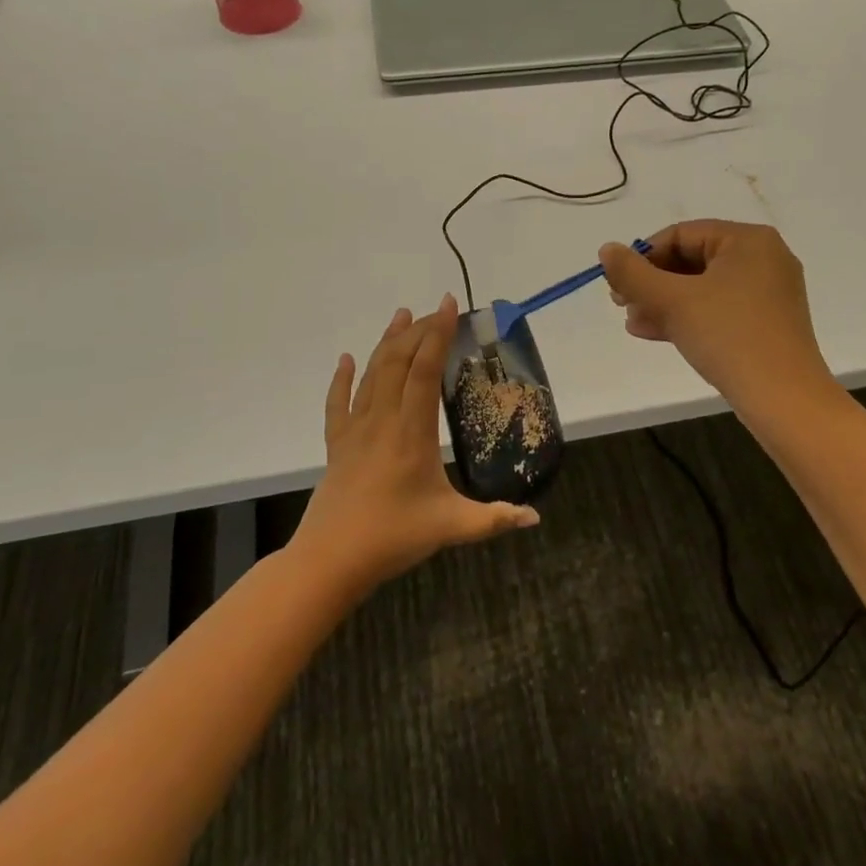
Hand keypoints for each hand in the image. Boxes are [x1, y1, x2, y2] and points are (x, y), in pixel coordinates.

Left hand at [292, 295, 539, 592]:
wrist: (330, 560)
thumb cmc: (392, 538)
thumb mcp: (451, 527)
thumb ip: (494, 519)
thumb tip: (534, 518)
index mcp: (411, 432)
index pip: (424, 371)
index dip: (437, 335)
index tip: (449, 305)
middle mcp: (382, 421)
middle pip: (397, 362)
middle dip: (417, 331)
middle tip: (436, 311)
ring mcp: (355, 430)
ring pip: (370, 374)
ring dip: (386, 342)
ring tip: (401, 315)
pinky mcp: (337, 445)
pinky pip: (337, 403)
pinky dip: (341, 378)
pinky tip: (346, 360)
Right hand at [600, 221, 833, 408]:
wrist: (784, 399)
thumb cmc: (729, 337)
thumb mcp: (673, 301)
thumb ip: (633, 273)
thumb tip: (606, 249)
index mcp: (748, 240)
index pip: (682, 234)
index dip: (644, 256)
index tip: (617, 282)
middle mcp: (763, 258)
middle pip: (692, 260)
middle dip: (652, 282)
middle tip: (620, 303)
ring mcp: (768, 293)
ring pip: (703, 287)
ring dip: (663, 302)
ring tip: (632, 322)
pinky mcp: (766, 323)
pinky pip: (718, 309)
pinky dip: (687, 317)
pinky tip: (654, 332)